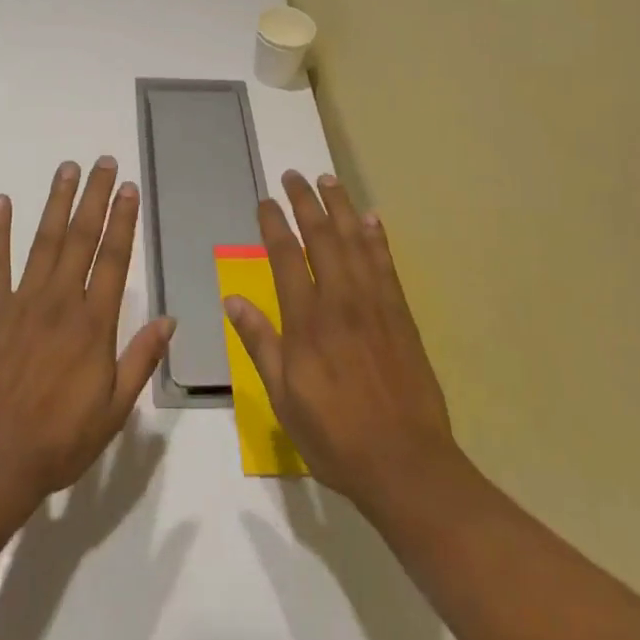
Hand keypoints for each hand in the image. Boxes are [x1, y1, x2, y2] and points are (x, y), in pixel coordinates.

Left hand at [0, 157, 175, 516]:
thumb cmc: (59, 442)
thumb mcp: (114, 411)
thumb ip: (141, 360)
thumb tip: (170, 320)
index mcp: (94, 325)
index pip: (114, 260)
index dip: (123, 221)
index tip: (129, 188)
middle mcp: (60, 302)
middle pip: (82, 239)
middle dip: (95, 197)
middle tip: (103, 162)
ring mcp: (21, 303)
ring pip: (44, 241)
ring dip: (57, 202)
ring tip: (67, 169)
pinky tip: (1, 202)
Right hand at [225, 171, 458, 516]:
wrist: (406, 463)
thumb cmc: (335, 435)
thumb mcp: (283, 398)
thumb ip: (260, 344)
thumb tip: (232, 300)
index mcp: (307, 322)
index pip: (286, 257)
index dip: (273, 224)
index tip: (264, 201)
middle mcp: (341, 301)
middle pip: (322, 238)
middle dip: (305, 202)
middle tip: (294, 175)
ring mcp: (375, 305)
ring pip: (356, 242)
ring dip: (341, 207)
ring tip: (329, 180)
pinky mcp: (401, 316)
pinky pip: (387, 265)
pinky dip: (378, 238)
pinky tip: (372, 219)